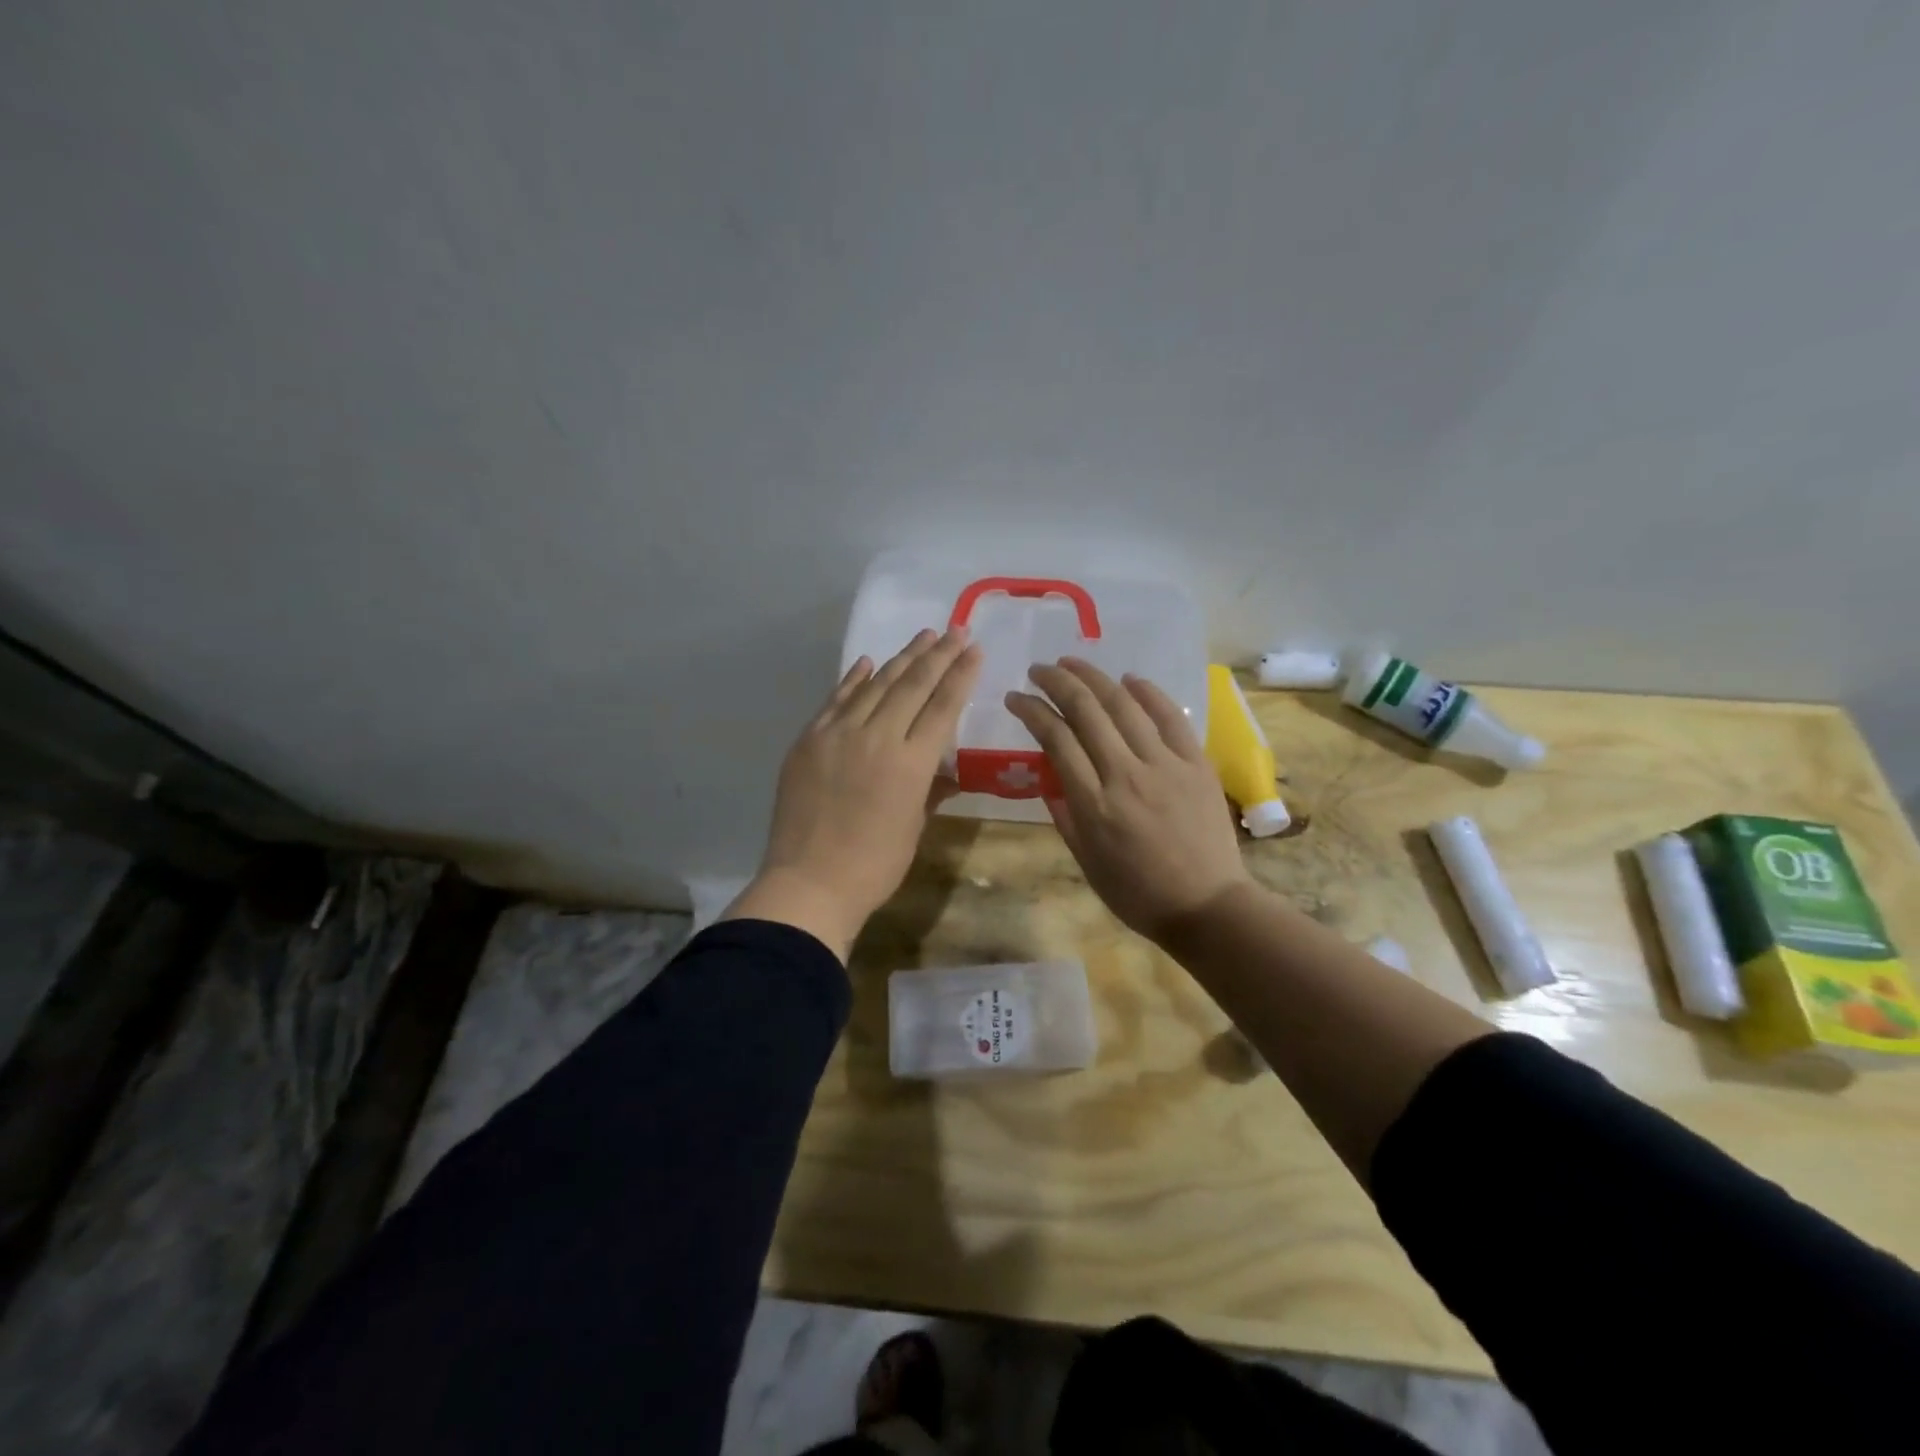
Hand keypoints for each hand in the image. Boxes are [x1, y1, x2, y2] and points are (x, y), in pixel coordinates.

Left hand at [723, 628, 982, 959]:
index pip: (943, 706)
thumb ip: (930, 791)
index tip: (974, 649)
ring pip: (875, 684)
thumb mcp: (914, 828)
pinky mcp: (809, 739)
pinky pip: (836, 700)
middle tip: (955, 629)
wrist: (808, 883)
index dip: (961, 675)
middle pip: (912, 685)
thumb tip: (942, 771)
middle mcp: (876, 737)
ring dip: (901, 658)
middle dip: (938, 654)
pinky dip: (854, 679)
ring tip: (923, 636)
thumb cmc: (874, 866)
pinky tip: (868, 662)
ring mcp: (838, 734)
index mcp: (910, 763)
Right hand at [1006, 657, 1251, 945]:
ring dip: (1094, 677)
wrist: (1207, 906)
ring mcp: (1165, 765)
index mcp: (1094, 804)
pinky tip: (1129, 679)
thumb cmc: (1139, 893)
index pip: (1055, 739)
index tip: (1015, 697)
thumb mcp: (1087, 863)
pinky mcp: (1196, 763)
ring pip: (1124, 705)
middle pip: (1086, 711)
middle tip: (1038, 669)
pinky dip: (1148, 693)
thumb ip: (1064, 816)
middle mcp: (1125, 775)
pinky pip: (1170, 717)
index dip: (1031, 711)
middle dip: (1056, 682)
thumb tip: (1048, 778)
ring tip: (1072, 662)